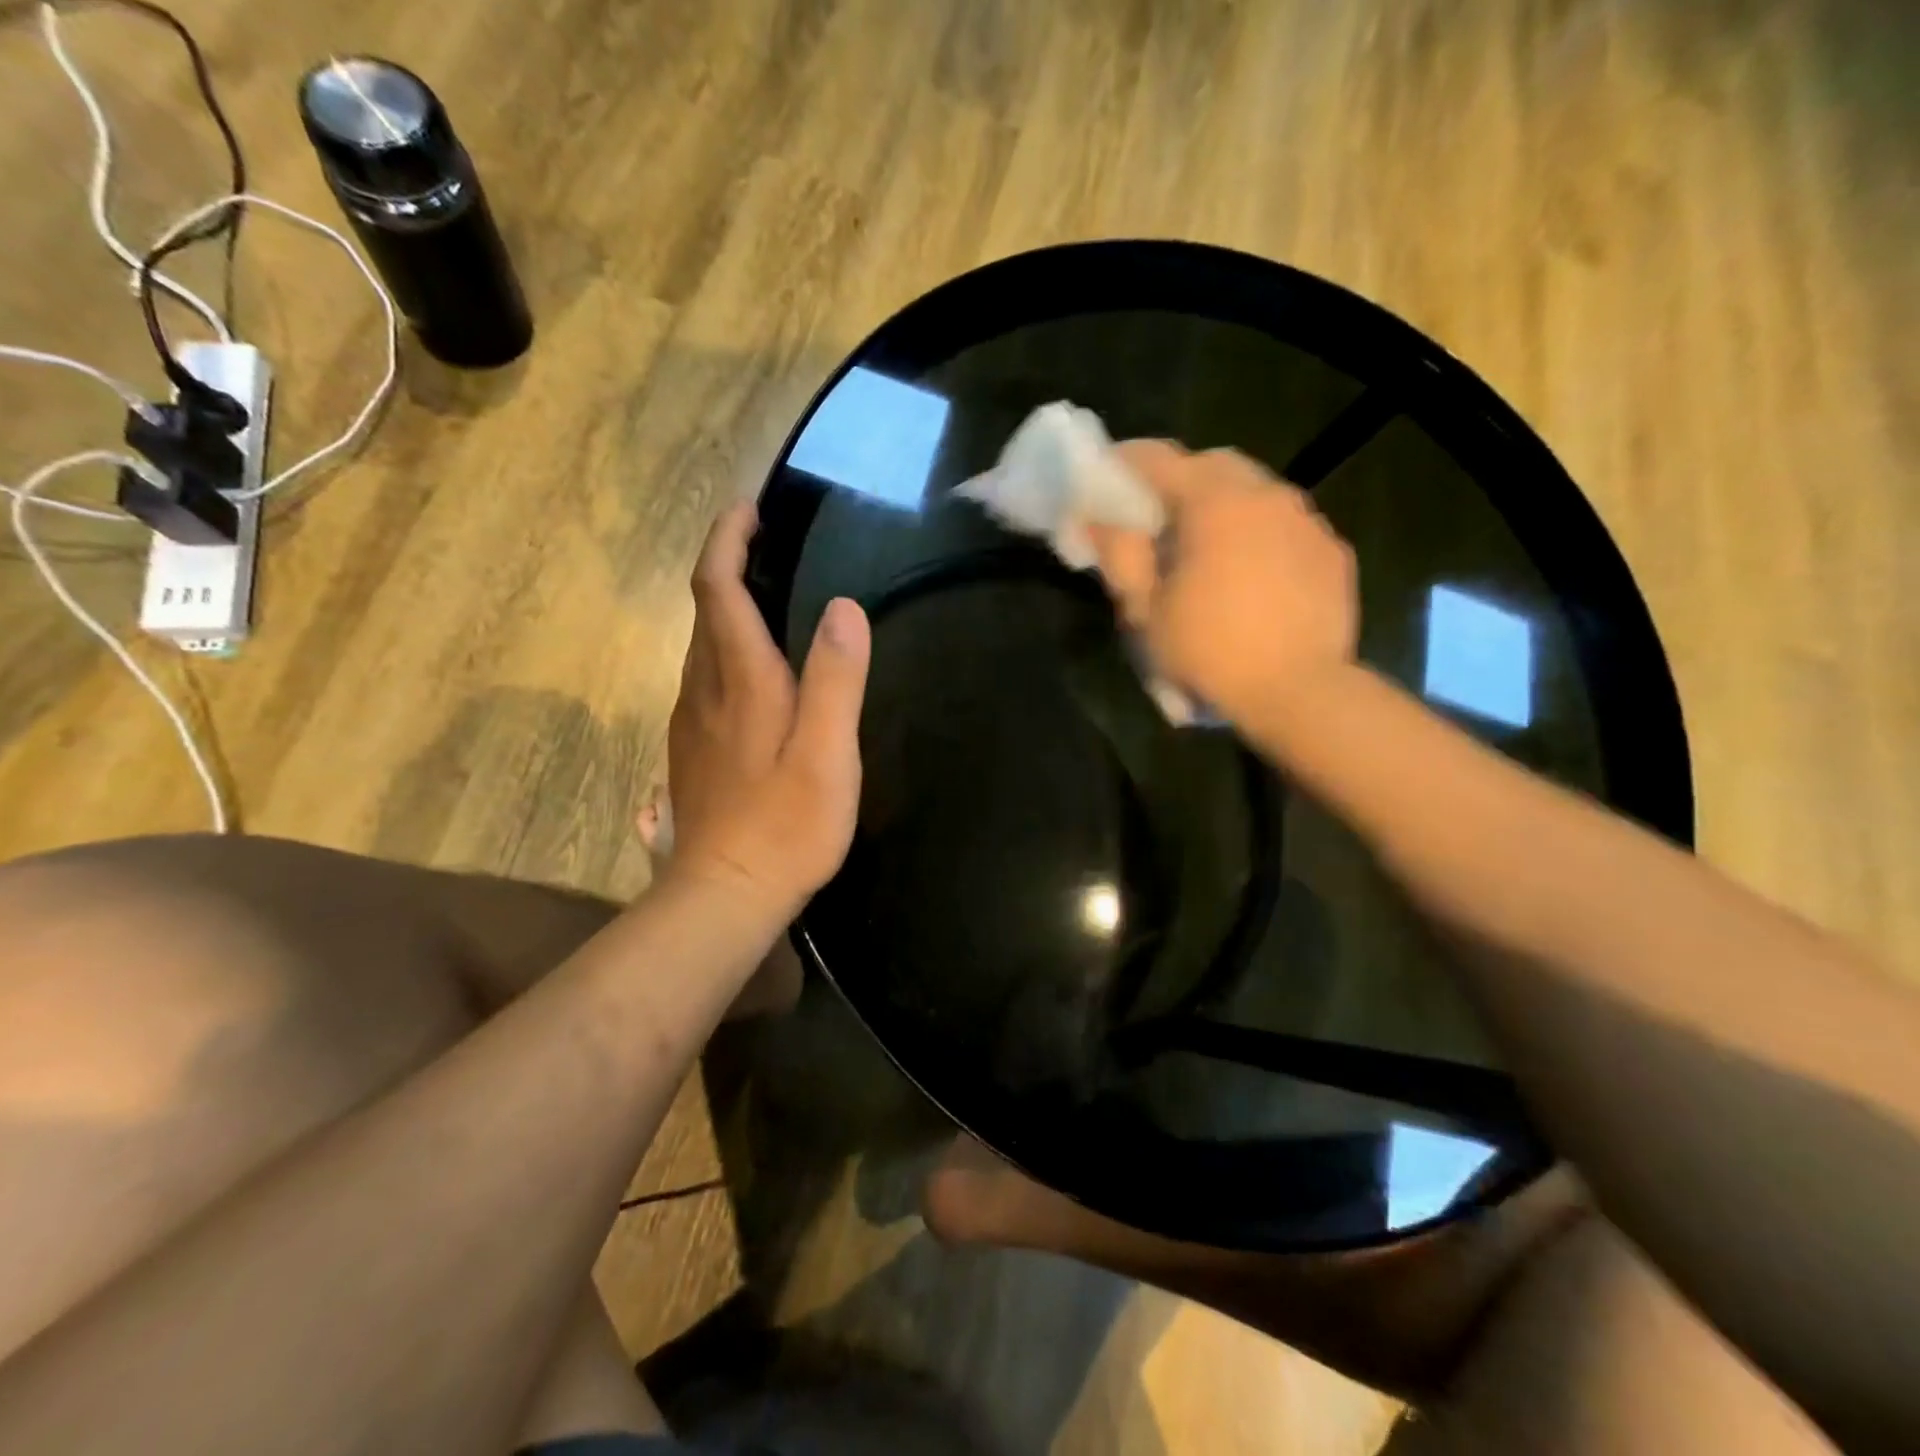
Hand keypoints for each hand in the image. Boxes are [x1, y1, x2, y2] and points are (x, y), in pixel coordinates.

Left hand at [663, 503, 870, 917]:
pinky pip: (706, 677)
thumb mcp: (827, 752)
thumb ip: (835, 678)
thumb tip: (843, 607)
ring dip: (726, 606)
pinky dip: (726, 648)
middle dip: (727, 563)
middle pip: (704, 609)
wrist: (725, 893)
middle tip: (767, 542)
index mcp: (739, 679)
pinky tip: (756, 669)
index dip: (727, 539)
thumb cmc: (786, 824)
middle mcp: (705, 688)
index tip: (749, 508)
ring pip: (702, 644)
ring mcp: (693, 720)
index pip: (716, 587)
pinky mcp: (694, 748)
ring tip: (767, 594)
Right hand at [1088, 442, 1358, 731]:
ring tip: (1205, 552)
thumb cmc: (1210, 652)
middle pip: (1212, 465)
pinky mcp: (1332, 551)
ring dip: (1223, 507)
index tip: (1102, 485)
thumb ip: (1120, 554)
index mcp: (1214, 502)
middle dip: (1178, 482)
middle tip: (1156, 522)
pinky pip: (1286, 525)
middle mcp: (1266, 494)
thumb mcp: (1146, 610)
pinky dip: (1260, 535)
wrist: (1299, 693)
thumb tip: (1098, 520)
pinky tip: (1250, 576)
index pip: (1157, 459)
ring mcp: (1306, 520)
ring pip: (1255, 491)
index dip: (1123, 466)